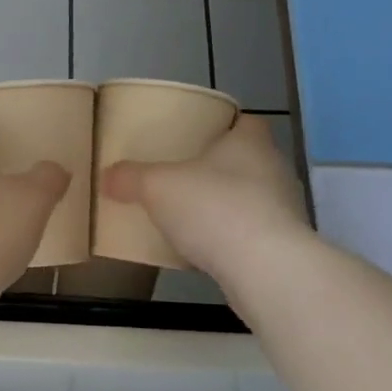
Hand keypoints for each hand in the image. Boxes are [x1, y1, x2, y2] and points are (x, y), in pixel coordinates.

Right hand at [98, 116, 310, 279]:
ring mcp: (285, 209)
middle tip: (184, 177)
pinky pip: (252, 233)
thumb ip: (130, 178)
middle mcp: (275, 169)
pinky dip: (231, 238)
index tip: (198, 137)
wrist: (263, 268)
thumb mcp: (157, 187)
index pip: (246, 122)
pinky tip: (205, 251)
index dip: (224, 126)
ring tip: (191, 216)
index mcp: (251, 142)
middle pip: (247, 161)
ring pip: (251, 198)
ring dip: (226, 205)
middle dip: (218, 169)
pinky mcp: (284, 245)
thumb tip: (107, 176)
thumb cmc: (213, 208)